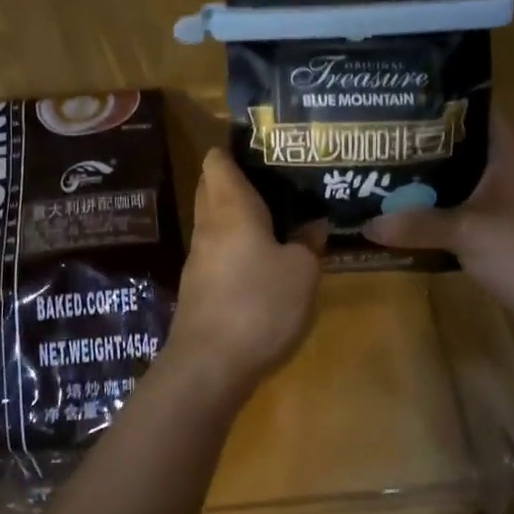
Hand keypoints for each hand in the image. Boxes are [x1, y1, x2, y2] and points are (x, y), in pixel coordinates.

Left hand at [166, 148, 322, 402]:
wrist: (210, 364)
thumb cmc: (259, 304)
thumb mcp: (302, 272)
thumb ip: (309, 243)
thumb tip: (314, 224)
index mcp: (230, 206)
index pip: (218, 160)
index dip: (236, 149)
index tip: (266, 149)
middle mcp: (208, 224)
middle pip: (213, 186)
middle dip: (239, 179)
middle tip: (279, 181)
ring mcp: (199, 256)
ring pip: (215, 219)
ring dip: (240, 214)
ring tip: (279, 216)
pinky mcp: (199, 285)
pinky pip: (218, 248)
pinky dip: (237, 243)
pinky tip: (264, 257)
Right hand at [363, 114, 513, 341]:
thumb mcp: (467, 232)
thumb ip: (417, 224)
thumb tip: (366, 223)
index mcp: (507, 154)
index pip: (477, 110)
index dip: (443, 101)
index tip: (401, 99)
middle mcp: (505, 172)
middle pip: (460, 147)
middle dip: (421, 144)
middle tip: (377, 138)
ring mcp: (502, 204)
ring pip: (456, 182)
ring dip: (424, 182)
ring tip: (379, 173)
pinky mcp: (496, 233)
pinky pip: (456, 214)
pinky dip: (432, 214)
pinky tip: (401, 216)